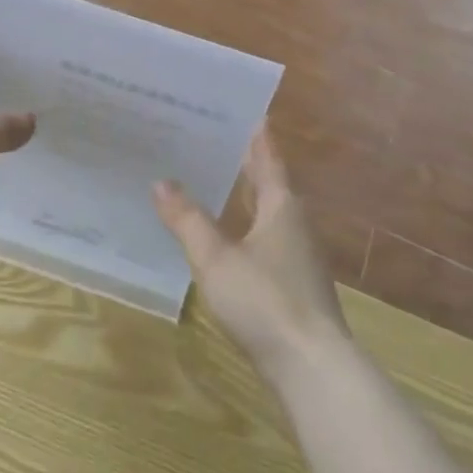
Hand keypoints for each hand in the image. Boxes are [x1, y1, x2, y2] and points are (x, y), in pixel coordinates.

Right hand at [154, 126, 350, 384]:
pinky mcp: (293, 281)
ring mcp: (297, 253)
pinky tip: (223, 235)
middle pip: (268, 180)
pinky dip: (244, 224)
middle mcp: (294, 221)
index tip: (233, 106)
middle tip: (207, 137)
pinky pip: (265, 237)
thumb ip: (188, 220)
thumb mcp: (216, 259)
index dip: (252, 130)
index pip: (266, 154)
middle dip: (241, 159)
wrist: (312, 367)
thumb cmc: (264, 301)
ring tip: (209, 178)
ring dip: (242, 192)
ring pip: (266, 209)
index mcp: (281, 204)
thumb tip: (161, 182)